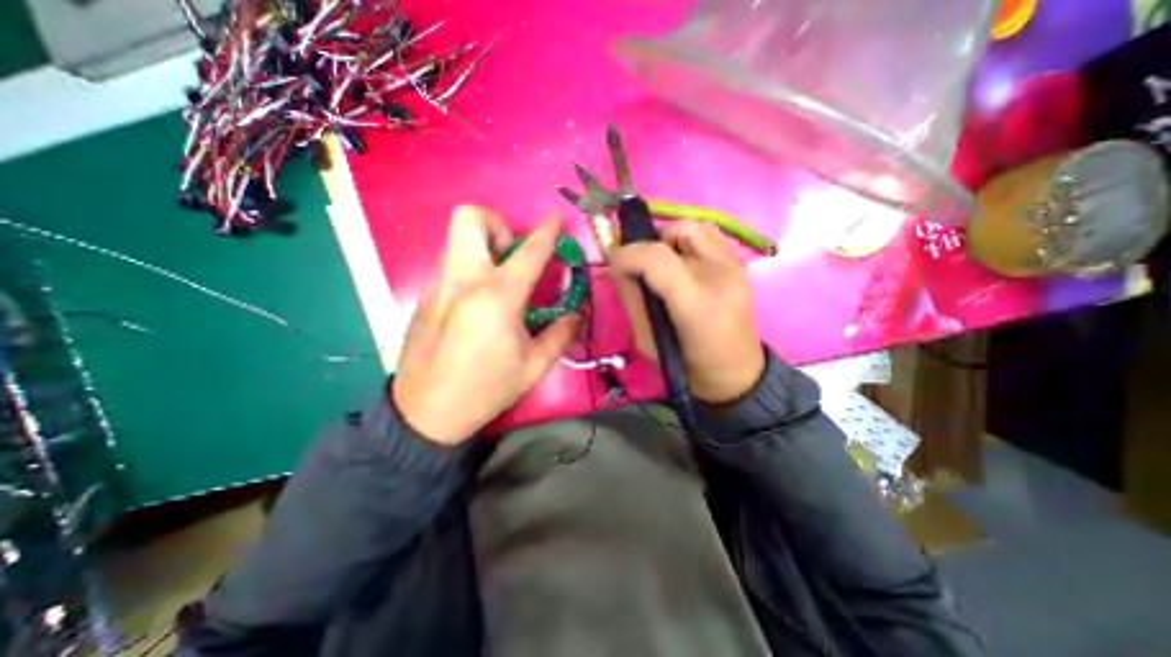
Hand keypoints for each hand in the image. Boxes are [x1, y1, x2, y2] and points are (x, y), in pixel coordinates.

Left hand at [390, 205, 576, 444]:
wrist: (426, 412)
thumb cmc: (486, 389)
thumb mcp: (534, 367)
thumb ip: (560, 334)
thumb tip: (576, 314)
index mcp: (497, 298)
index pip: (528, 252)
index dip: (546, 231)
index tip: (555, 218)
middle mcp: (464, 281)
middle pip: (470, 218)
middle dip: (497, 224)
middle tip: (512, 254)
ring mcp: (438, 285)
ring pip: (457, 238)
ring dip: (483, 246)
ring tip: (499, 279)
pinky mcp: (426, 295)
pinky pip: (450, 262)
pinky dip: (470, 266)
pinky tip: (479, 300)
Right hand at [609, 220, 764, 403]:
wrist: (736, 373)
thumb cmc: (688, 366)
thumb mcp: (646, 341)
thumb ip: (630, 299)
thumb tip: (617, 268)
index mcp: (696, 302)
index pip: (657, 257)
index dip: (628, 254)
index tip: (613, 263)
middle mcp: (721, 274)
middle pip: (677, 231)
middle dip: (648, 245)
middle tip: (640, 267)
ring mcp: (735, 265)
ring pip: (694, 225)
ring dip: (669, 239)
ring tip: (662, 264)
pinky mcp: (740, 263)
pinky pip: (708, 234)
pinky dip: (687, 241)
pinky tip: (683, 264)